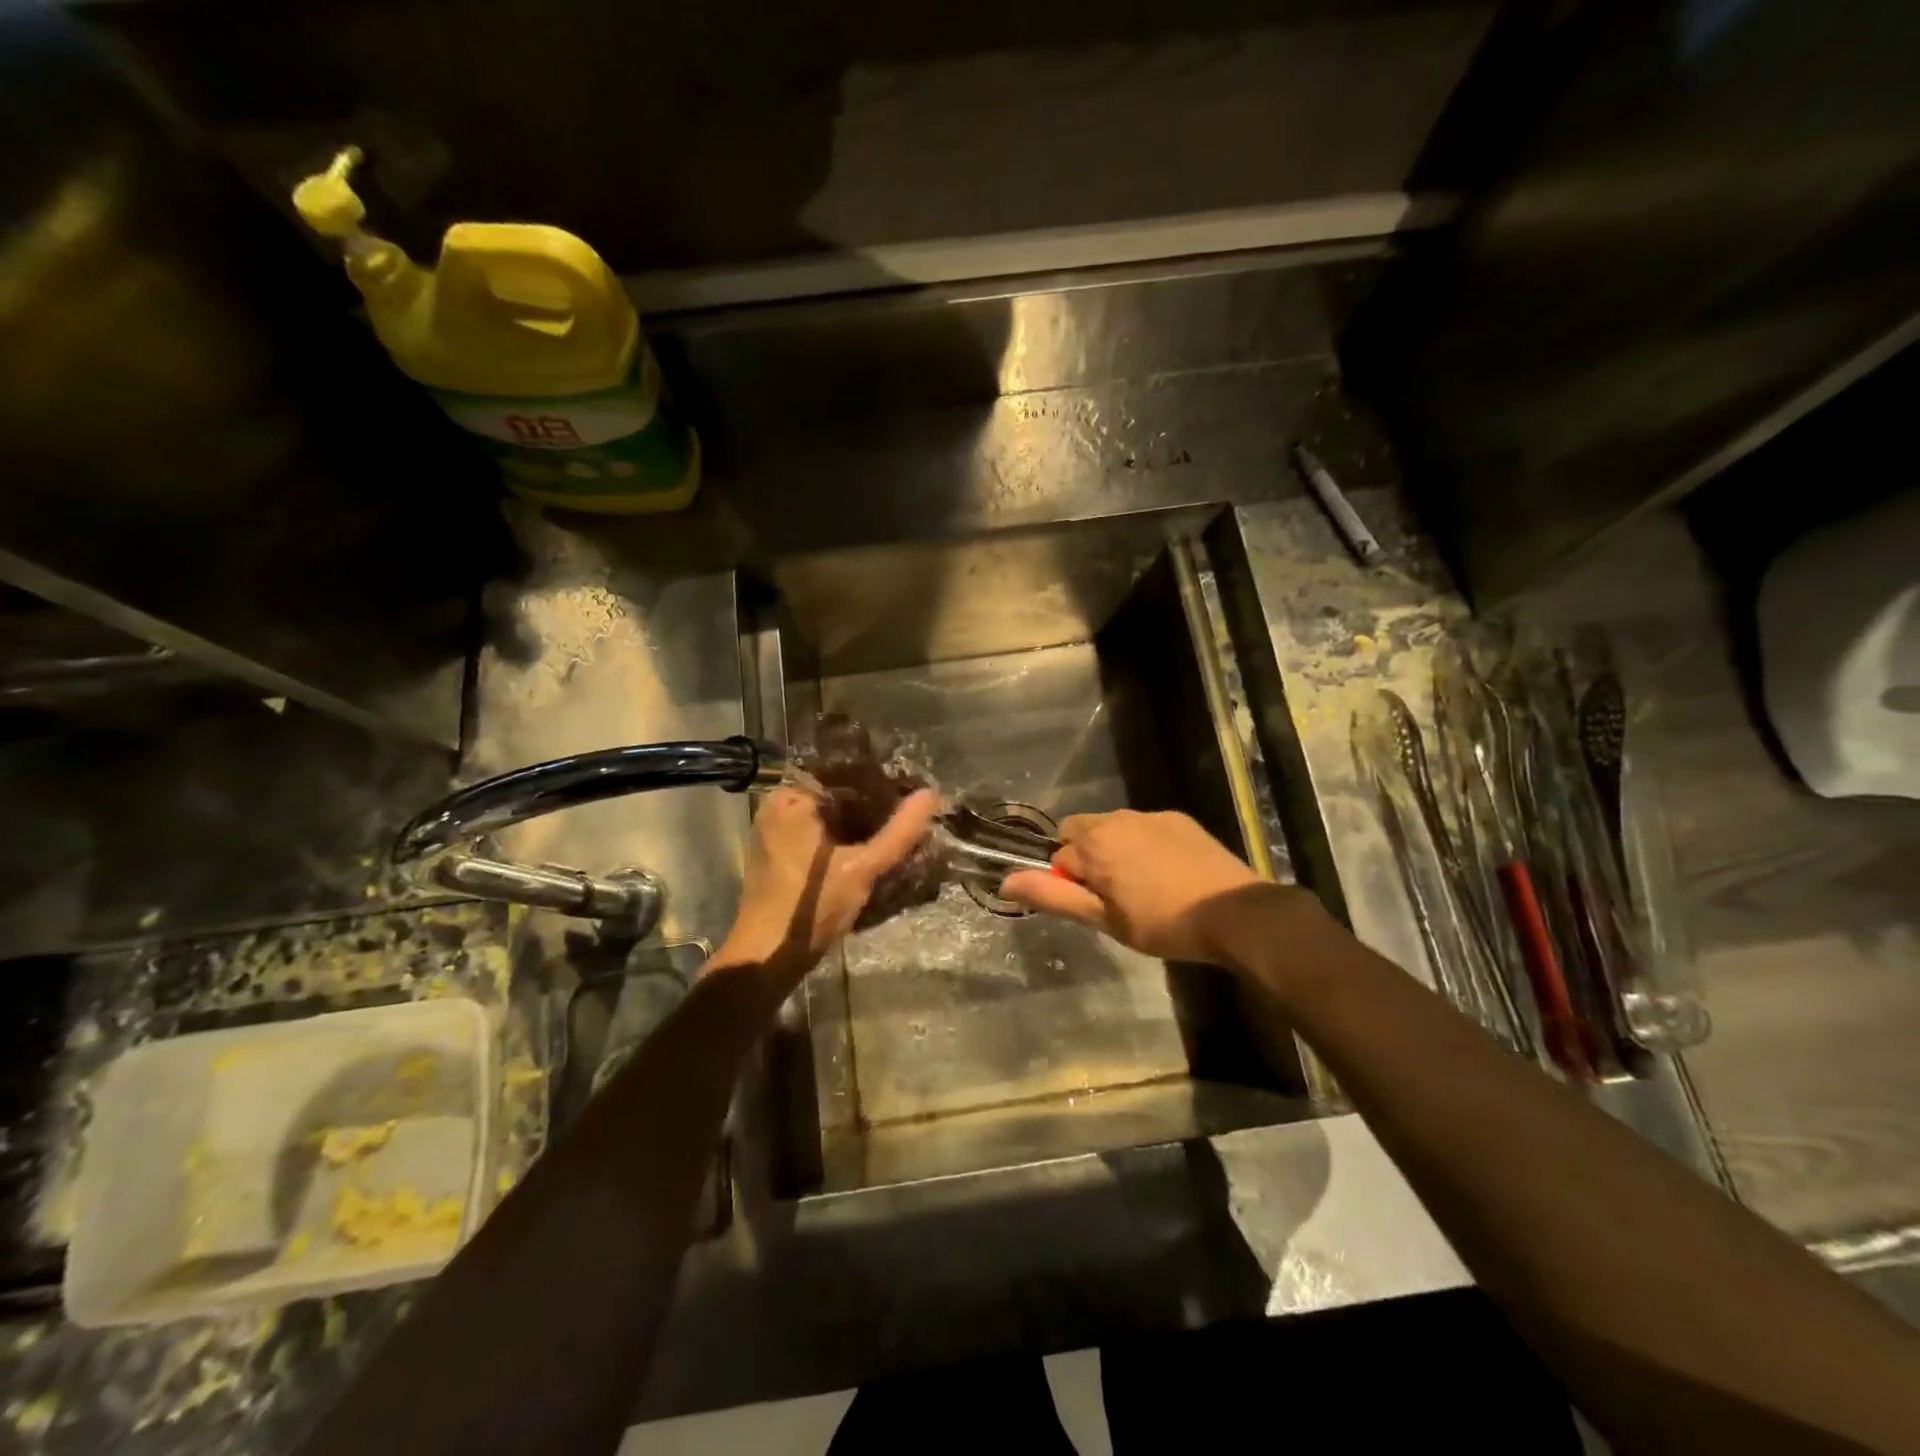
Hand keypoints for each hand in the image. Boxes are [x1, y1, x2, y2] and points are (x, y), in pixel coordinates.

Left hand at [712, 787, 939, 984]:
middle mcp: (779, 805)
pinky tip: (871, 852)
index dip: (884, 785)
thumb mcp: (863, 868)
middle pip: (839, 798)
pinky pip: (819, 836)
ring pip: (831, 819)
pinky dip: (843, 842)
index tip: (915, 795)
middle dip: (874, 809)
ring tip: (900, 833)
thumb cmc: (812, 906)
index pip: (848, 777)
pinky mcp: (779, 854)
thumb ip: (899, 832)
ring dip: (861, 828)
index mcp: (792, 797)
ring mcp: (775, 830)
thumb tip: (932, 794)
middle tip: (912, 817)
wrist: (766, 957)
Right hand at [1000, 809, 1265, 962]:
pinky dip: (1145, 845)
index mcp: (1093, 841)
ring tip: (1144, 888)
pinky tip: (1169, 874)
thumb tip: (1005, 882)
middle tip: (1114, 897)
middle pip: (1081, 832)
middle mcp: (1117, 818)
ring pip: (1114, 829)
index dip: (1071, 884)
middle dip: (1087, 859)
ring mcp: (1151, 815)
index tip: (1097, 908)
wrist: (1234, 913)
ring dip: (1116, 851)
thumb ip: (1051, 897)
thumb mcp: (1102, 919)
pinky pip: (1145, 827)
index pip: (1058, 857)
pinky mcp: (1179, 819)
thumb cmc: (1161, 922)